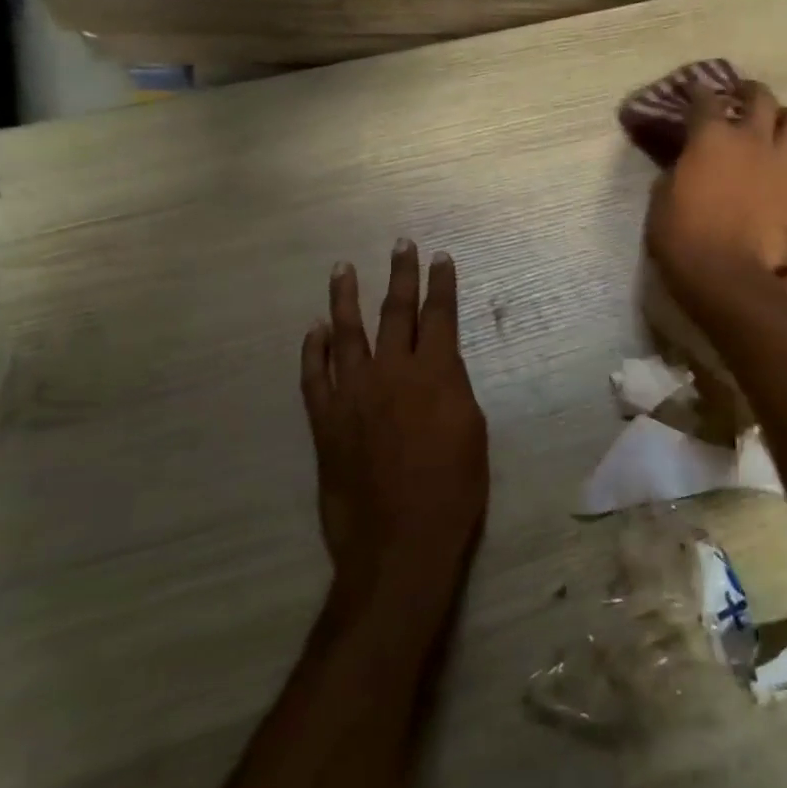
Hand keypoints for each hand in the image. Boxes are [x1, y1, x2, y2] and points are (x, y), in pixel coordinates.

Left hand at [301, 242, 488, 612]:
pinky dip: (313, 350)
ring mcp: (352, 394)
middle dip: (401, 275)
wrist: (400, 541)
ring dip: (345, 298)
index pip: (439, 316)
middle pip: (395, 312)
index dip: (441, 284)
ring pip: (346, 333)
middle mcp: (391, 373)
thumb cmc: (454, 490)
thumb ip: (453, 390)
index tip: (440, 258)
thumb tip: (438, 371)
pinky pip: (314, 375)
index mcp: (435, 374)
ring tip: (343, 269)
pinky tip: (314, 330)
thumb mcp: (472, 432)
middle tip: (401, 246)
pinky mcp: (325, 420)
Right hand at [646, 79, 786, 300]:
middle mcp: (751, 138)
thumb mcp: (663, 196)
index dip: (698, 91)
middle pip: (761, 97)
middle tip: (743, 96)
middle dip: (750, 91)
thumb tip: (688, 161)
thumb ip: (680, 168)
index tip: (694, 91)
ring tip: (780, 125)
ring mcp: (781, 162)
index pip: (705, 99)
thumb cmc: (681, 235)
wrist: (726, 273)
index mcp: (711, 136)